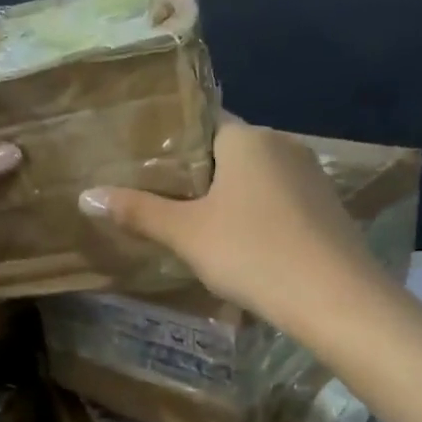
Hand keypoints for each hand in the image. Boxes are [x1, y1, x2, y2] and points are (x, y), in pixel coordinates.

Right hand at [78, 120, 376, 323]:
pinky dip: (258, 216)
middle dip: (198, 175)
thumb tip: (85, 195)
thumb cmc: (251, 253)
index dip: (172, 145)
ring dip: (230, 198)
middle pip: (228, 152)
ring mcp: (311, 175)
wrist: (335, 298)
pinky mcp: (328, 208)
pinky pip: (280, 201)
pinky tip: (245, 247)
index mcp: (246, 138)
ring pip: (256, 178)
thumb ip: (137, 212)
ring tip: (198, 228)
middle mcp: (283, 144)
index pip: (201, 123)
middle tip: (163, 204)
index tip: (146, 169)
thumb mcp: (186, 235)